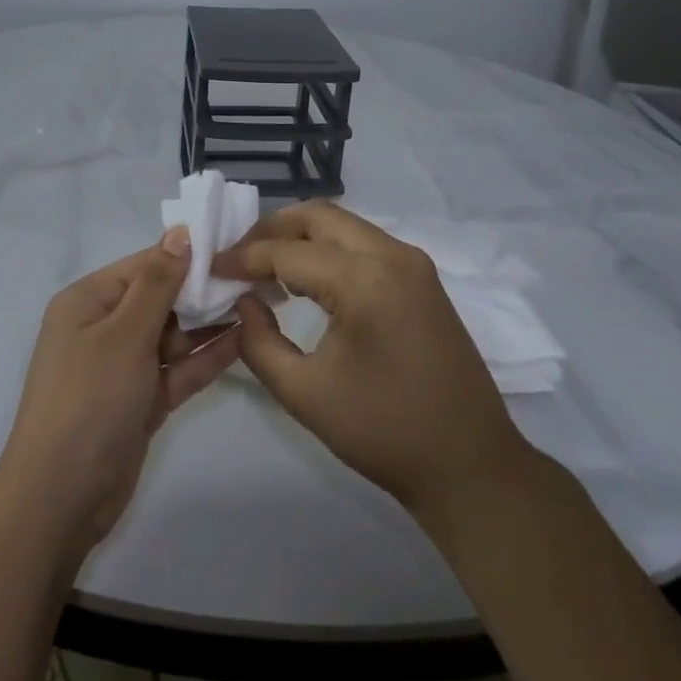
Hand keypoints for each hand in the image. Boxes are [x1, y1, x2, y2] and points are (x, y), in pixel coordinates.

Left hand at [0, 231, 241, 554]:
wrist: (61, 499)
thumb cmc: (88, 400)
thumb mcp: (124, 334)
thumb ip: (158, 283)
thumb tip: (180, 232)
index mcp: (88, 301)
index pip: (144, 265)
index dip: (187, 255)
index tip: (234, 244)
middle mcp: (104, 327)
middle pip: (161, 298)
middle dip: (203, 289)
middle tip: (255, 275)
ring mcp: (124, 366)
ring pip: (174, 334)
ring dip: (210, 322)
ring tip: (259, 302)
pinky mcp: (142, 400)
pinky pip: (179, 369)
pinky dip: (207, 357)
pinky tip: (244, 339)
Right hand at [213, 201, 533, 520]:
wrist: (469, 464)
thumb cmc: (384, 432)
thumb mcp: (304, 394)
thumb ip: (259, 341)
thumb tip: (244, 302)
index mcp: (365, 280)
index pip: (288, 252)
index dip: (244, 258)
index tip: (211, 268)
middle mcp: (392, 255)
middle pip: (318, 217)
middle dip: (272, 230)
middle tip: (238, 258)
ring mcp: (413, 262)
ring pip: (344, 224)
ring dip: (301, 237)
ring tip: (266, 267)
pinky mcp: (422, 277)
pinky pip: (364, 242)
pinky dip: (329, 249)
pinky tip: (307, 279)